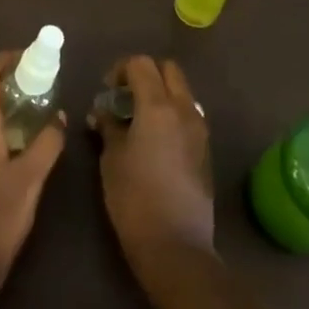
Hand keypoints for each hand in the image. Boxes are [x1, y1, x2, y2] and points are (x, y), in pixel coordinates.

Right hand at [89, 56, 214, 277]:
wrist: (176, 245)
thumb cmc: (134, 198)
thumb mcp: (111, 158)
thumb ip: (108, 125)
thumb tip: (103, 112)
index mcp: (158, 106)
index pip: (141, 63)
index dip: (120, 69)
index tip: (106, 90)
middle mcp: (185, 109)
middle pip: (168, 69)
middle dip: (144, 74)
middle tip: (123, 97)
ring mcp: (199, 128)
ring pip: (181, 91)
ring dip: (160, 93)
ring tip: (137, 119)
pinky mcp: (205, 148)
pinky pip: (188, 114)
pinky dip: (170, 113)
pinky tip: (153, 140)